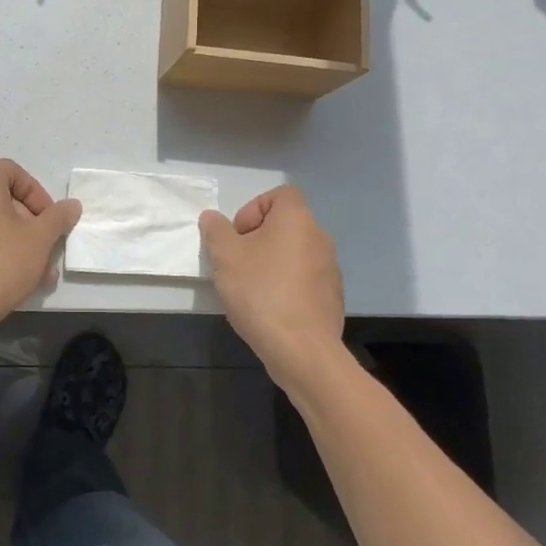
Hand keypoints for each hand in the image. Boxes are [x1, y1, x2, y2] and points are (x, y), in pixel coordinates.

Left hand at [0, 160, 81, 337]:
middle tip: (46, 249)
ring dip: (15, 242)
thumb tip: (72, 205)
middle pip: (1, 200)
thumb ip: (58, 218)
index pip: (14, 172)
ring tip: (36, 273)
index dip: (37, 193)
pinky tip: (10, 280)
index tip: (49, 220)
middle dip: (29, 224)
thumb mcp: (40, 239)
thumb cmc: (1, 262)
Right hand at [200, 186, 345, 388]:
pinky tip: (269, 310)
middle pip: (285, 225)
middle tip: (237, 263)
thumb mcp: (224, 256)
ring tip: (250, 290)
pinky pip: (303, 280)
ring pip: (293, 253)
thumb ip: (215, 230)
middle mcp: (319, 238)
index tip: (238, 236)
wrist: (302, 350)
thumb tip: (213, 218)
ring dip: (271, 263)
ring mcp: (330, 269)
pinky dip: (286, 286)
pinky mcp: (332, 297)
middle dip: (257, 239)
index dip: (254, 208)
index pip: (280, 195)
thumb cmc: (261, 292)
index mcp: (297, 220)